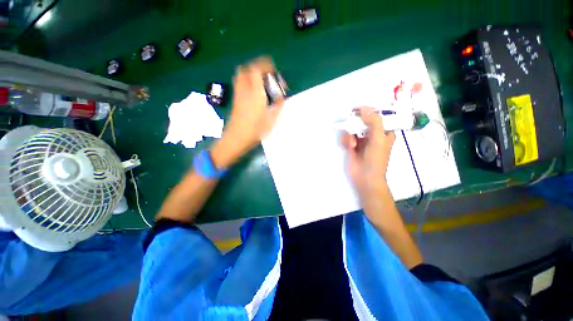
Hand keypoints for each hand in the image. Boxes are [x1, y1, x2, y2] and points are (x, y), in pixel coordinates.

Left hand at [211, 57, 283, 168]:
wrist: (237, 138)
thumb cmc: (256, 130)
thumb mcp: (271, 120)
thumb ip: (278, 106)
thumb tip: (282, 98)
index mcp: (256, 93)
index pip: (256, 69)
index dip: (265, 65)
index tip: (273, 70)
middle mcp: (245, 89)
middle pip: (246, 68)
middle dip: (257, 67)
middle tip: (267, 75)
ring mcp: (238, 94)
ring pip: (241, 75)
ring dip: (250, 73)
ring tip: (260, 81)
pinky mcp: (235, 99)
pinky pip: (239, 83)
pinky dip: (246, 81)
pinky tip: (254, 91)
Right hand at [342, 107, 395, 194]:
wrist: (364, 178)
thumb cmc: (376, 160)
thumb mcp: (378, 139)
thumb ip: (374, 122)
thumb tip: (364, 108)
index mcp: (384, 131)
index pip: (377, 115)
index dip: (368, 111)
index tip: (357, 110)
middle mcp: (372, 133)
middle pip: (362, 120)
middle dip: (355, 123)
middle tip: (351, 125)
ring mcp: (361, 139)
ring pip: (352, 128)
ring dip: (350, 134)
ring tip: (351, 144)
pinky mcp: (351, 145)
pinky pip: (346, 136)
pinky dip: (346, 140)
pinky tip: (348, 147)